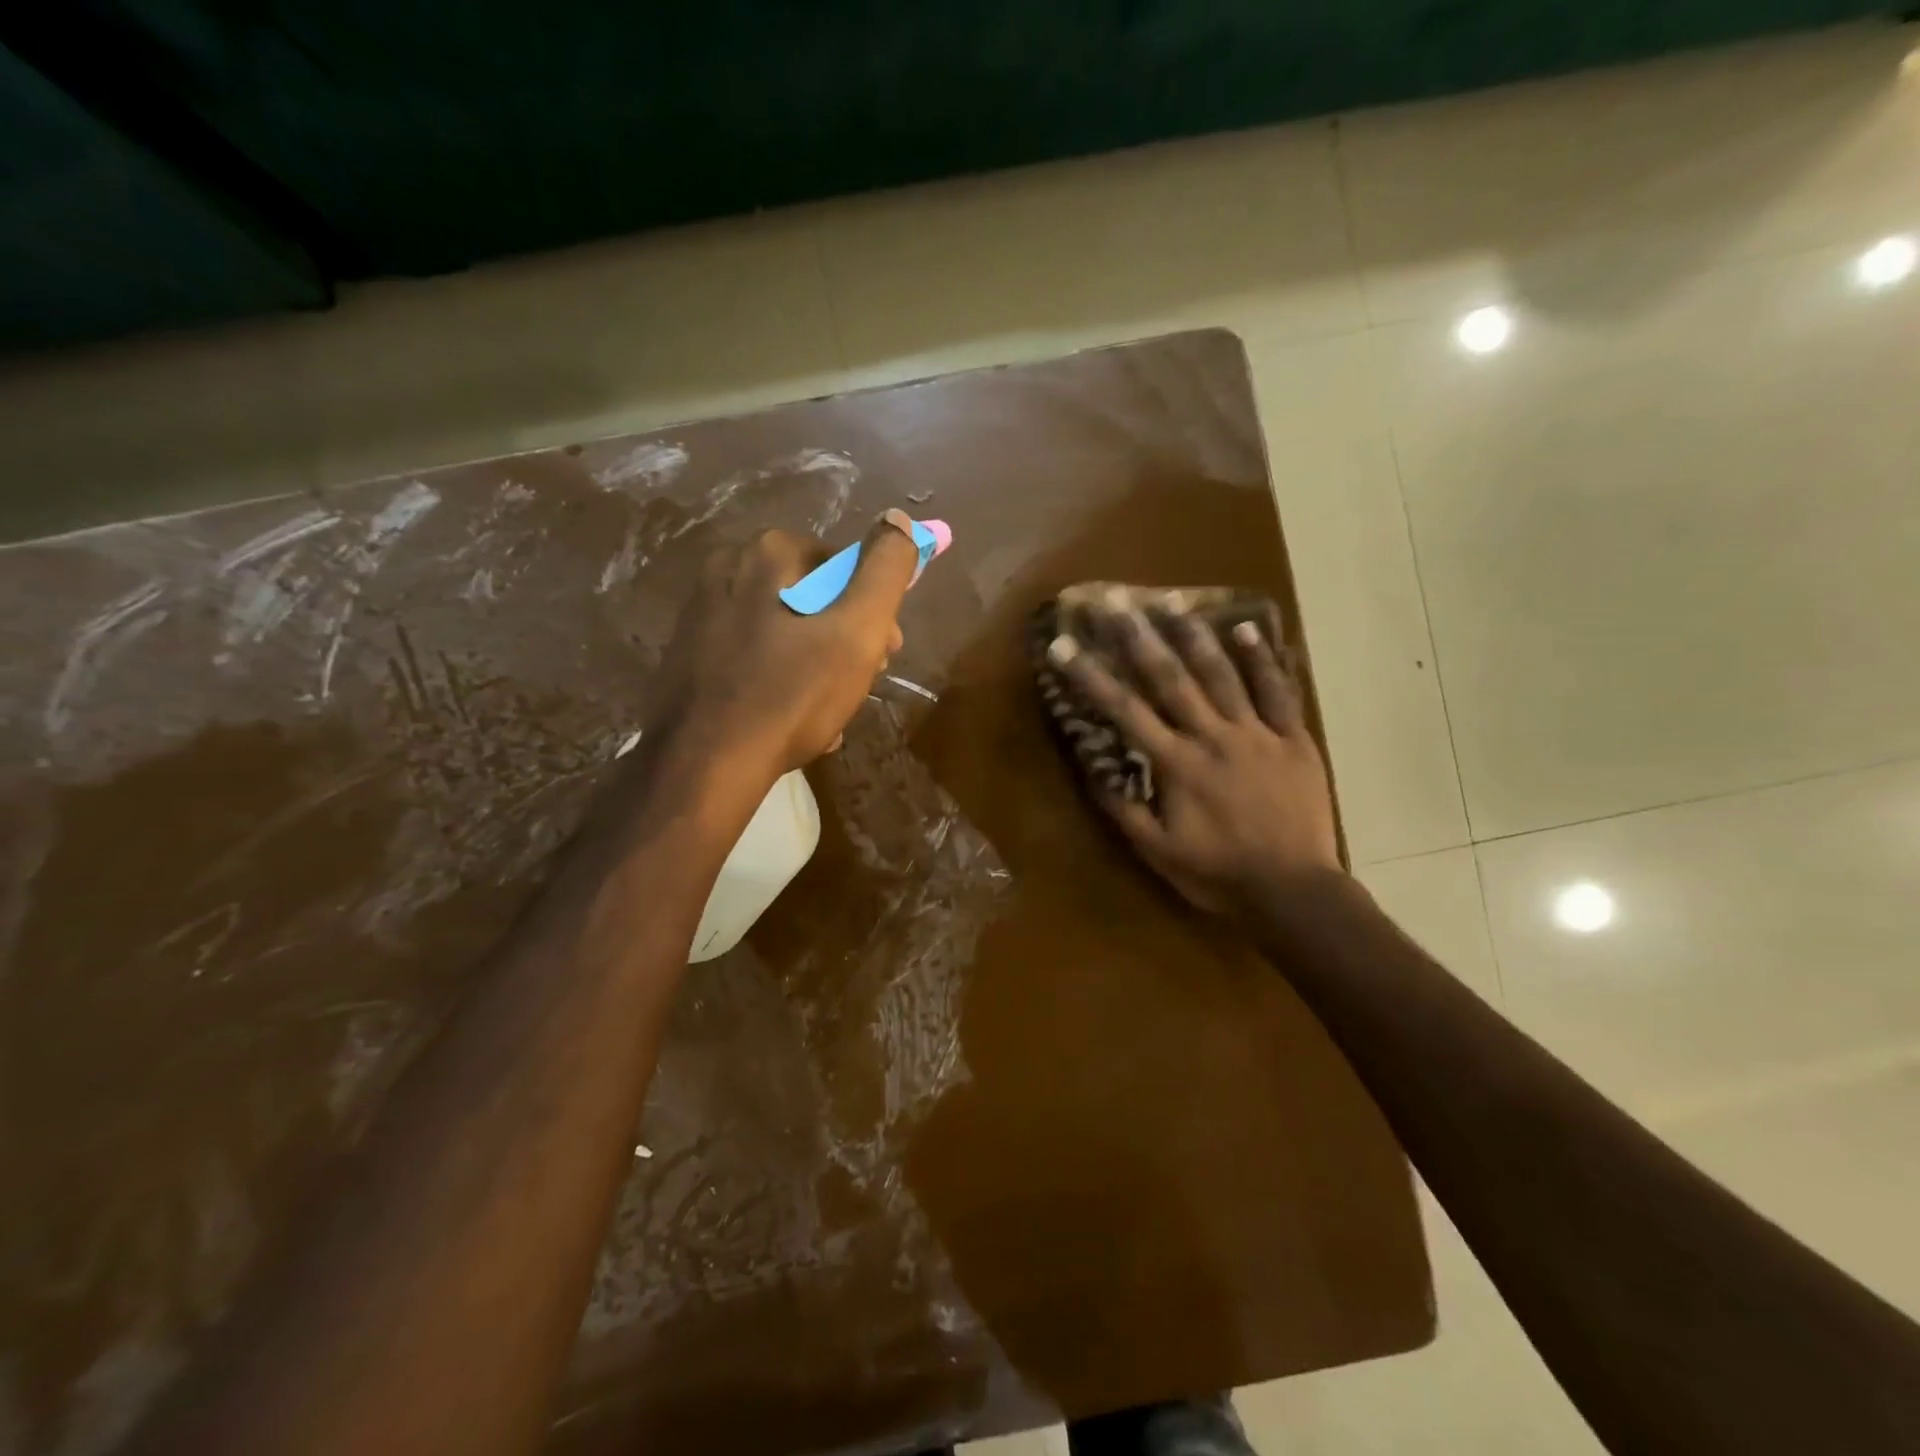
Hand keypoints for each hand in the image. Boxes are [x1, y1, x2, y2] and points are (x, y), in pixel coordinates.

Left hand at [648, 510, 918, 781]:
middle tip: (858, 686)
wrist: (703, 765)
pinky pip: (753, 659)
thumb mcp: (857, 630)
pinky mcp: (688, 656)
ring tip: (828, 714)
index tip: (884, 654)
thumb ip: (886, 570)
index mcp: (767, 553)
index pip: (843, 566)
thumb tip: (899, 518)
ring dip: (817, 668)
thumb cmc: (791, 694)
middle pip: (813, 599)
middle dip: (845, 641)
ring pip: (785, 632)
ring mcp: (701, 614)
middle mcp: (726, 569)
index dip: (873, 611)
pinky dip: (779, 683)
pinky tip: (791, 722)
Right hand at [1048, 609, 1339, 912]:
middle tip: (1115, 602)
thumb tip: (1091, 768)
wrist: (1294, 890)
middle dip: (1138, 638)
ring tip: (1171, 599)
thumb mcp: (1158, 852)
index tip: (1063, 647)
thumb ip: (1123, 808)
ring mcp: (1256, 733)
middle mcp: (1212, 736)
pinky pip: (1278, 692)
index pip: (1124, 711)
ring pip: (1222, 674)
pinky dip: (1263, 659)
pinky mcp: (1293, 739)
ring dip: (1193, 635)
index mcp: (1176, 764)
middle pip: (1170, 679)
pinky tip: (1246, 628)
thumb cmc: (1219, 874)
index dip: (1090, 677)